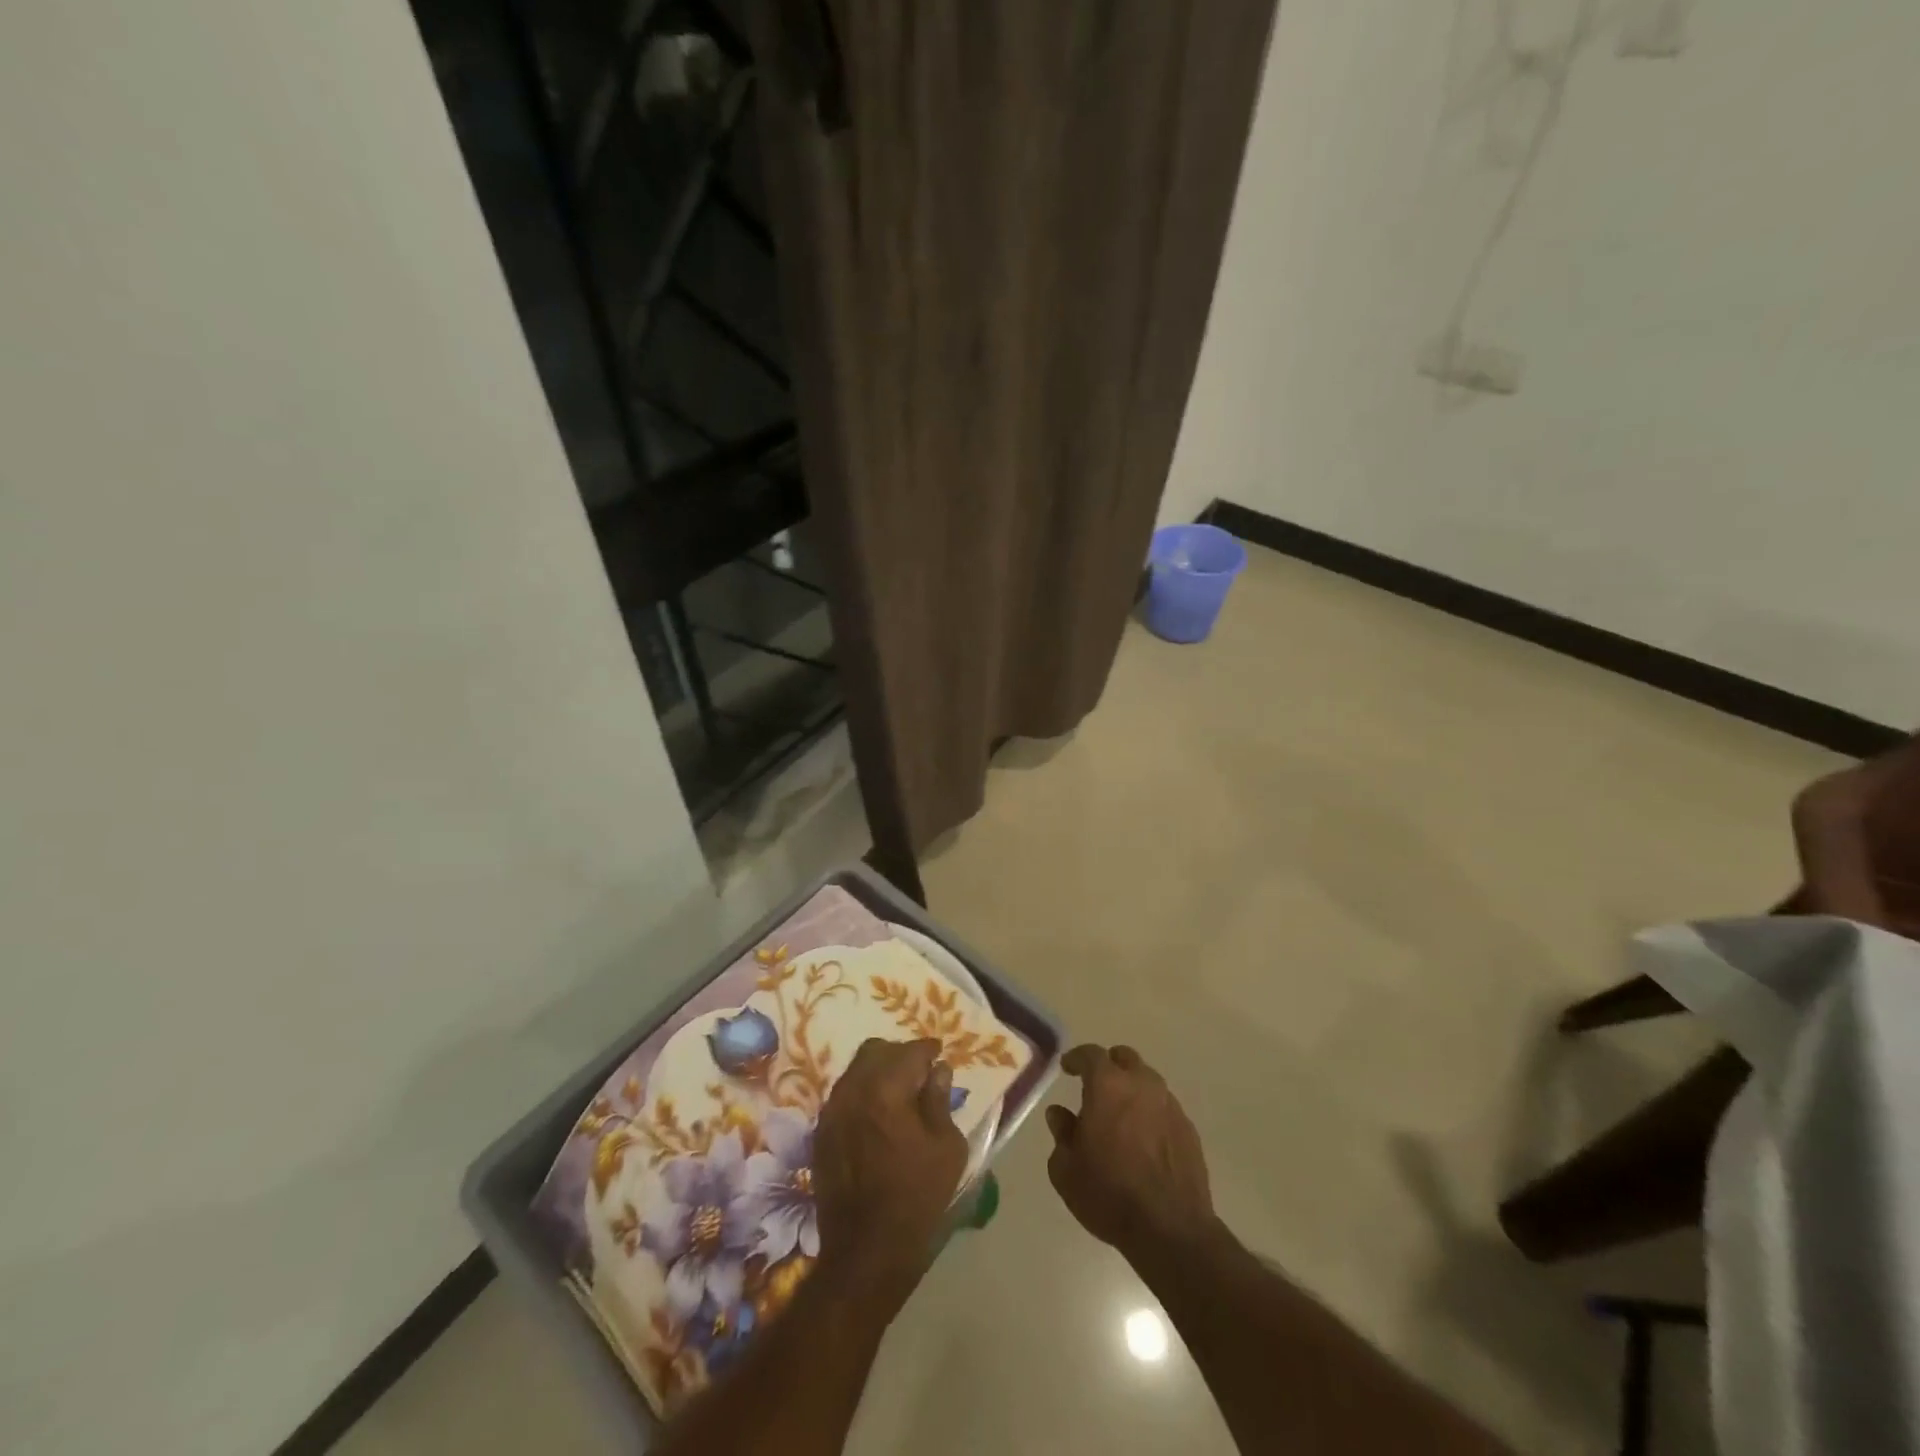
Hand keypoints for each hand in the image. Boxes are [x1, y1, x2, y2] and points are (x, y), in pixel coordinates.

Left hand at [813, 1037, 966, 1309]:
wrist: (866, 1251)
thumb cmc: (917, 1198)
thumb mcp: (946, 1148)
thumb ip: (939, 1101)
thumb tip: (937, 1071)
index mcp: (885, 1089)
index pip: (910, 1051)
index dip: (928, 1050)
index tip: (939, 1055)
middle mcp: (852, 1090)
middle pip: (876, 1051)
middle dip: (900, 1055)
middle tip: (920, 1073)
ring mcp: (831, 1110)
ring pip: (856, 1070)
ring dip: (879, 1072)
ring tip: (900, 1094)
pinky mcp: (821, 1132)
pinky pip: (844, 1095)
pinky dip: (863, 1093)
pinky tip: (879, 1116)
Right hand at [1046, 1043, 1214, 1263]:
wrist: (1170, 1229)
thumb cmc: (1109, 1194)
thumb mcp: (1066, 1169)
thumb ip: (1061, 1133)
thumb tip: (1060, 1113)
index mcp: (1108, 1085)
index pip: (1090, 1054)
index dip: (1076, 1058)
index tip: (1067, 1067)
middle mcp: (1141, 1084)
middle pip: (1125, 1059)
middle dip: (1109, 1065)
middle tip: (1097, 1083)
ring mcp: (1170, 1105)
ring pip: (1148, 1081)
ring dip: (1133, 1089)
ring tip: (1121, 1113)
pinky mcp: (1189, 1129)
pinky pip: (1165, 1108)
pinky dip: (1151, 1113)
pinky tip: (1144, 1138)